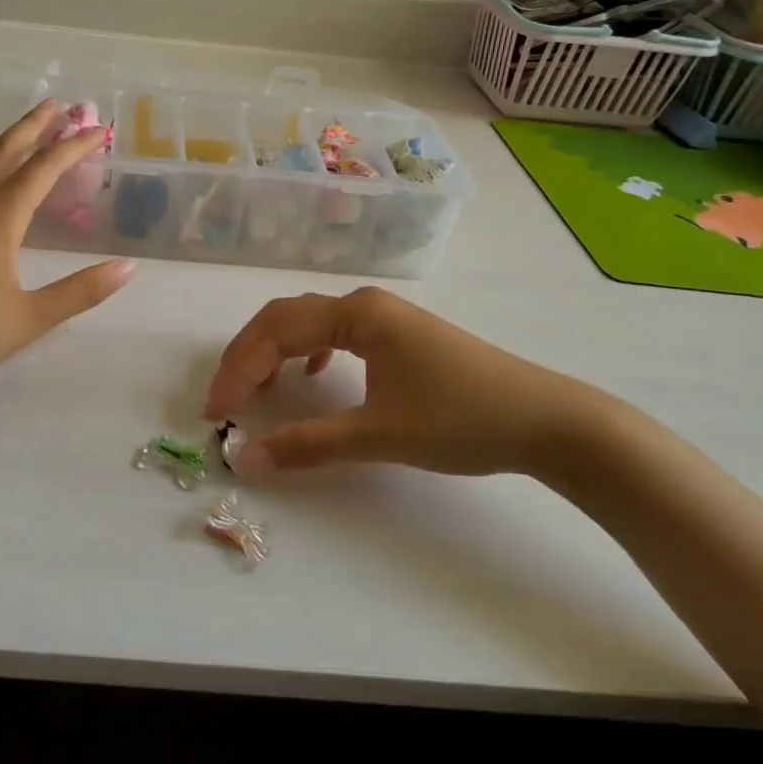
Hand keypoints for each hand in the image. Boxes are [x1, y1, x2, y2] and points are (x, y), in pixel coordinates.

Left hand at [0, 100, 131, 462]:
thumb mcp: (28, 318)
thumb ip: (79, 292)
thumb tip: (127, 267)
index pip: (42, 169)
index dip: (73, 147)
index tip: (98, 129)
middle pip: (5, 152)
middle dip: (34, 125)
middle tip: (59, 105)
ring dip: (12, 149)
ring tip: (33, 144)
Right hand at [203, 287, 628, 477]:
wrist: (547, 420)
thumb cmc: (461, 419)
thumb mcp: (380, 435)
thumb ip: (309, 445)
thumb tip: (246, 459)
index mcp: (356, 314)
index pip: (276, 332)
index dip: (238, 370)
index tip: (215, 412)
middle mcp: (364, 304)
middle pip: (286, 319)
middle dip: (248, 357)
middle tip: (223, 399)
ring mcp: (384, 317)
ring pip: (309, 324)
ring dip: (275, 352)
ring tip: (255, 388)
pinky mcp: (399, 336)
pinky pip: (336, 334)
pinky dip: (308, 353)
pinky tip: (311, 376)